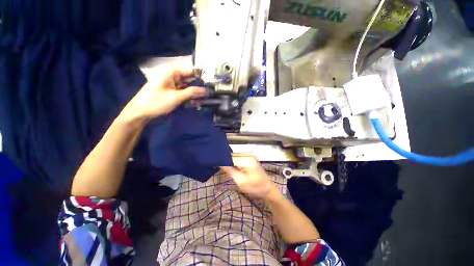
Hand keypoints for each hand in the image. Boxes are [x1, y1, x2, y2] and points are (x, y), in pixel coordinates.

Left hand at [122, 65, 206, 119]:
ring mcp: (172, 83)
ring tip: (204, 99)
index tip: (212, 84)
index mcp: (172, 72)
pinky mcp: (172, 91)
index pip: (191, 71)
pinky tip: (195, 101)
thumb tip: (206, 90)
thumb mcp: (176, 97)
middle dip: (199, 86)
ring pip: (188, 86)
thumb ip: (192, 92)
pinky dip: (189, 96)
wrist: (140, 112)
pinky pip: (184, 91)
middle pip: (190, 78)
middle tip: (210, 93)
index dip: (202, 76)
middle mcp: (172, 75)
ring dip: (195, 92)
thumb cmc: (156, 102)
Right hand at [220, 155, 277, 198]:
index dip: (223, 160)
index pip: (230, 157)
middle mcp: (248, 155)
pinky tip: (232, 168)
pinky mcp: (250, 160)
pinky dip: (235, 164)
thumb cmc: (254, 187)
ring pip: (235, 157)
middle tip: (219, 167)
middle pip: (233, 156)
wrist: (267, 190)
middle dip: (226, 161)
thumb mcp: (240, 181)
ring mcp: (250, 157)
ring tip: (225, 168)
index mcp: (246, 159)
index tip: (216, 163)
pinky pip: (239, 159)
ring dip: (230, 163)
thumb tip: (220, 163)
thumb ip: (230, 170)